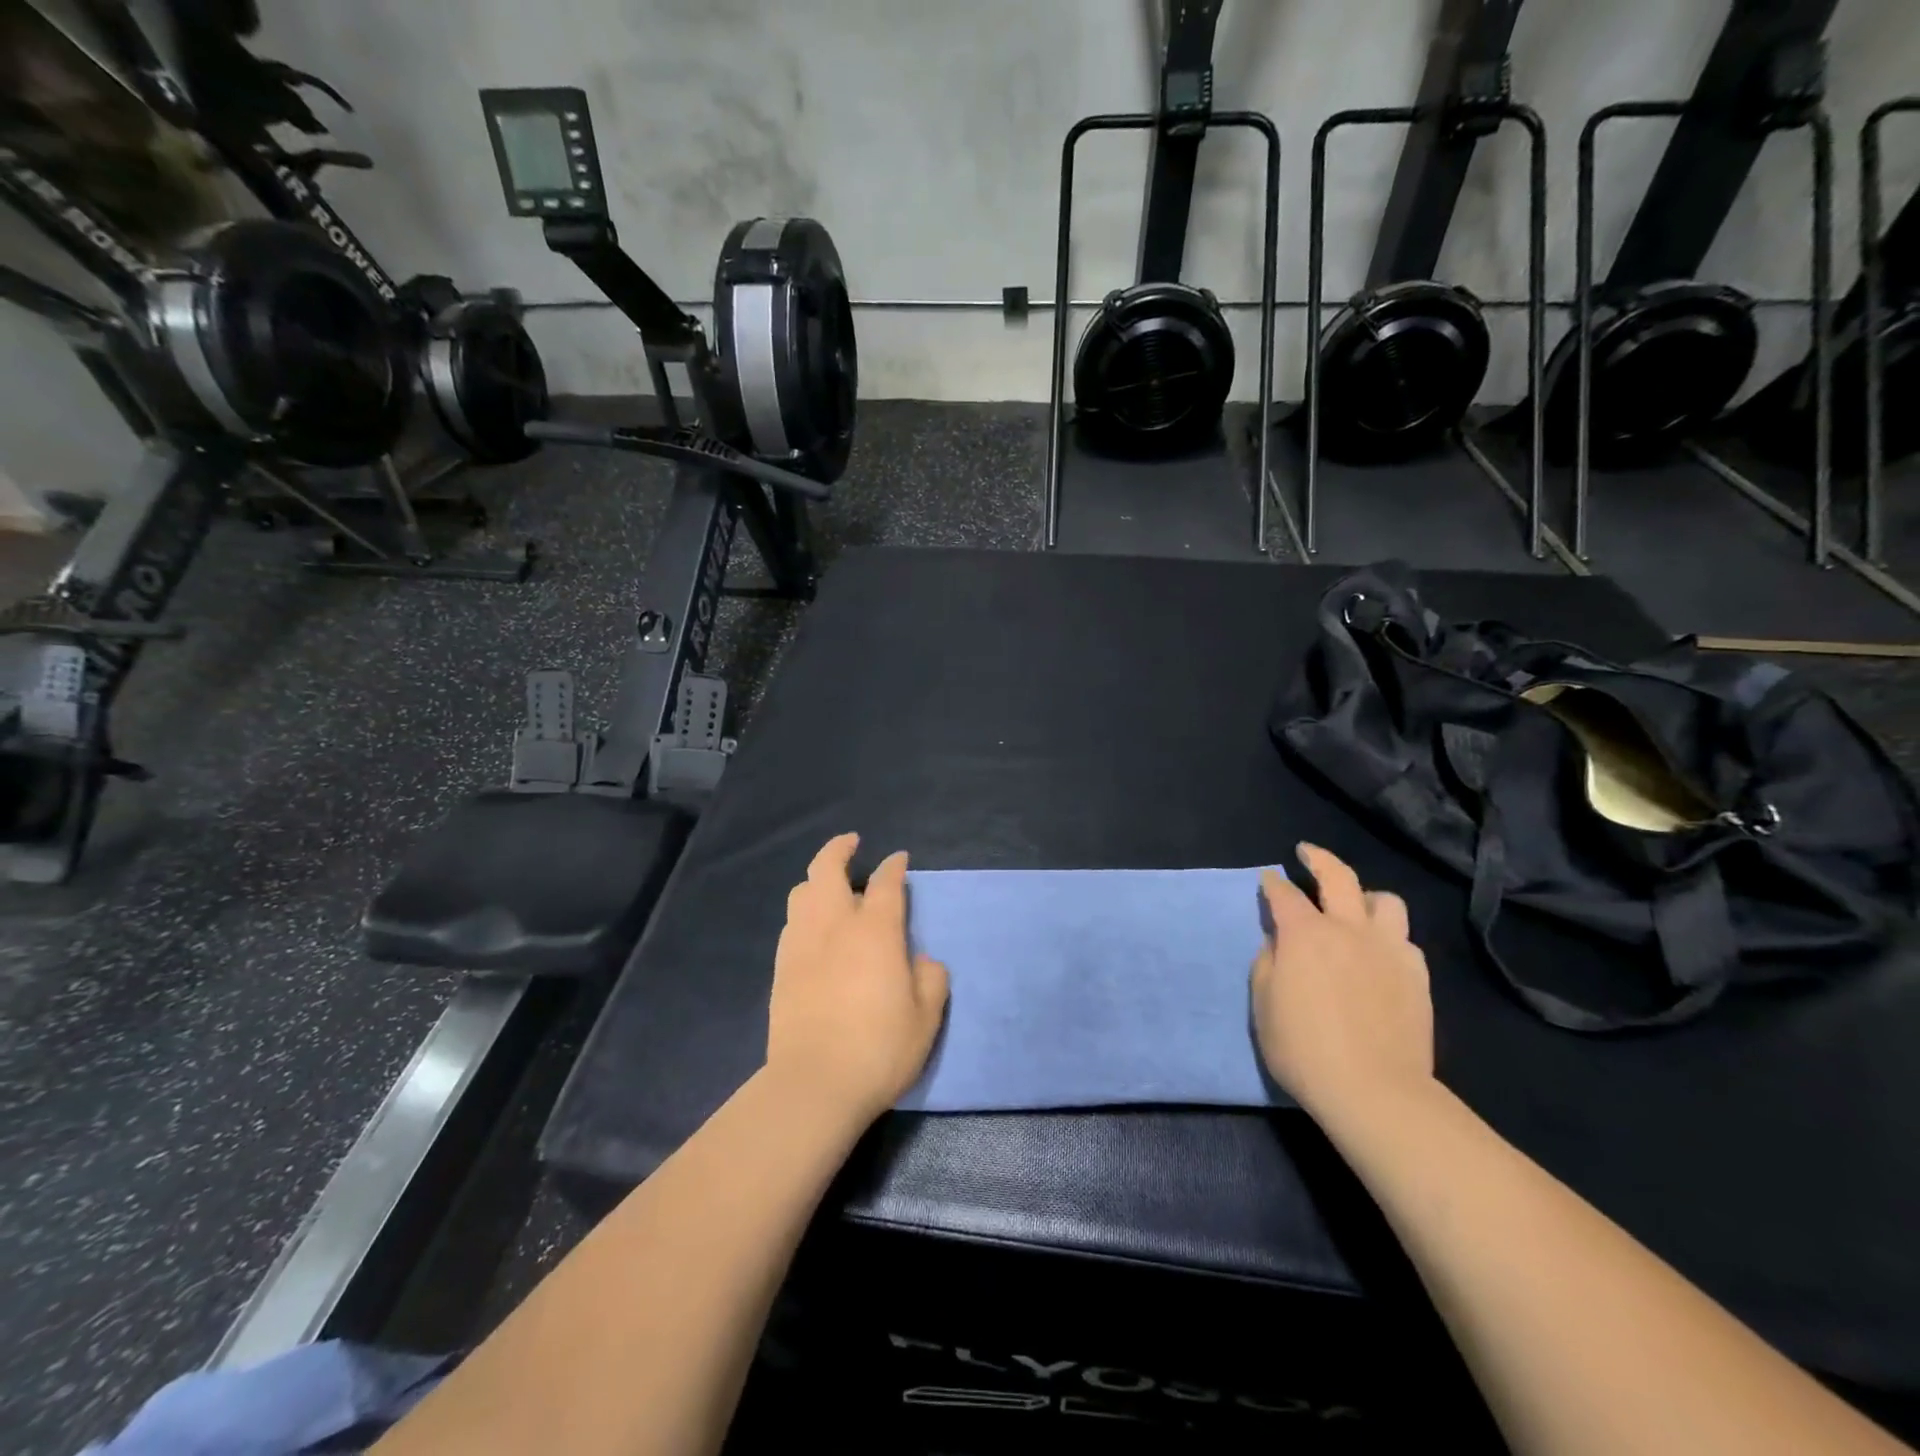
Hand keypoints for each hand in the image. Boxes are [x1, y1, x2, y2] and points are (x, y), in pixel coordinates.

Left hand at [766, 834, 949, 1126]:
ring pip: (802, 892)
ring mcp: (802, 943)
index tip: (899, 859)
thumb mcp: (926, 1017)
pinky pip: (792, 922)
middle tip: (852, 843)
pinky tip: (815, 927)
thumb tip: (921, 961)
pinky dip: (805, 911)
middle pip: (827, 868)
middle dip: (840, 849)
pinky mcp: (782, 967)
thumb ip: (930, 979)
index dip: (894, 866)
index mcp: (875, 930)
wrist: (814, 1083)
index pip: (885, 883)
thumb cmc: (879, 1048)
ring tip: (831, 885)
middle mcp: (834, 924)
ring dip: (817, 878)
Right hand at [1252, 843, 1435, 1129]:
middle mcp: (1349, 929)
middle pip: (1338, 876)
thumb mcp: (1263, 1005)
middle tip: (1307, 853)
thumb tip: (1279, 943)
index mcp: (1305, 934)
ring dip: (1365, 896)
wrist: (1375, 1091)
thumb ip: (1268, 963)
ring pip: (1385, 901)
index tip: (1267, 879)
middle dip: (1318, 858)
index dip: (1272, 883)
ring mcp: (1389, 950)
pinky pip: (1404, 940)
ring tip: (1355, 907)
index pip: (1284, 894)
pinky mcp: (1417, 975)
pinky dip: (1388, 936)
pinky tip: (1379, 952)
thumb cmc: (1304, 1048)